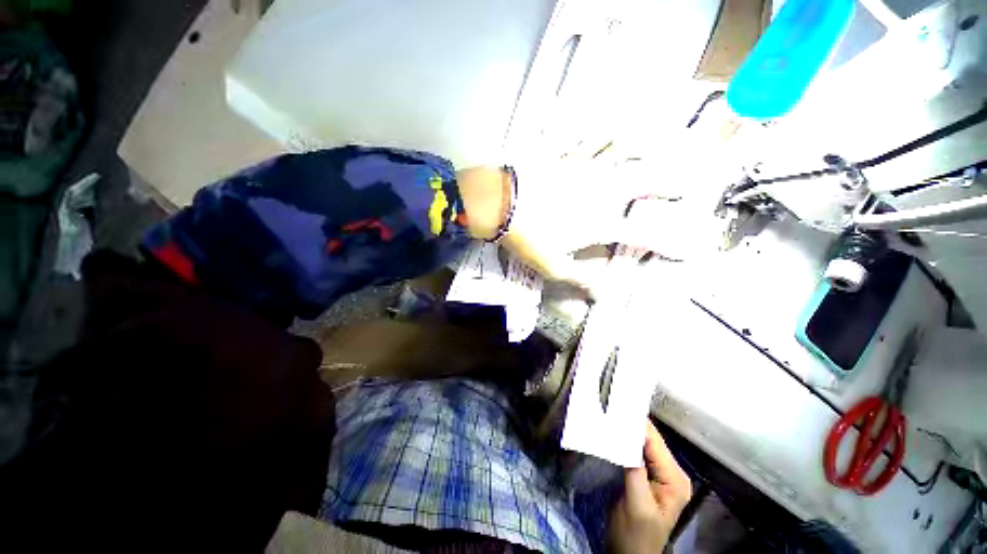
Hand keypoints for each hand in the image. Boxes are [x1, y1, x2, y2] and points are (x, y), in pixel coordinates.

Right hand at [608, 421, 691, 553]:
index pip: (654, 442)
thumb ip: (635, 470)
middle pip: (648, 439)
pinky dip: (623, 441)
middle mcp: (671, 472)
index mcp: (675, 479)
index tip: (613, 407)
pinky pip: (634, 451)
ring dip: (624, 432)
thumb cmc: (635, 535)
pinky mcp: (645, 474)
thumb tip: (625, 436)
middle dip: (629, 425)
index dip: (634, 424)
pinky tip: (611, 433)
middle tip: (606, 408)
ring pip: (640, 443)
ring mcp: (658, 473)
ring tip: (606, 415)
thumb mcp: (636, 504)